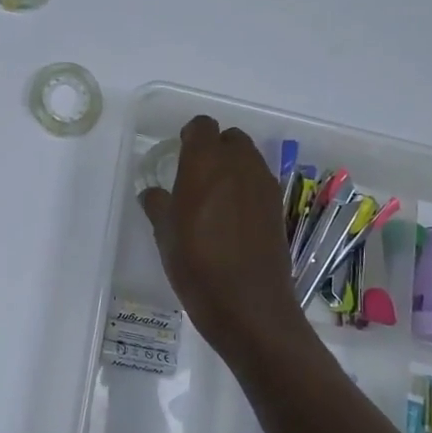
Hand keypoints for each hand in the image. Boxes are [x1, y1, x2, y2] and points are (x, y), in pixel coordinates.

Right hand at [139, 116, 304, 354]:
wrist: (248, 305)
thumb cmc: (196, 265)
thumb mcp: (164, 235)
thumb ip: (158, 205)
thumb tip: (154, 193)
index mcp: (205, 163)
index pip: (202, 127)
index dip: (190, 137)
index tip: (179, 155)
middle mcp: (239, 165)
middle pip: (230, 139)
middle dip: (214, 149)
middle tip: (196, 177)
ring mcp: (264, 185)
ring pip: (249, 159)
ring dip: (232, 168)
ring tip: (214, 199)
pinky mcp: (278, 207)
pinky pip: (260, 183)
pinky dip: (246, 189)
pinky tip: (233, 219)